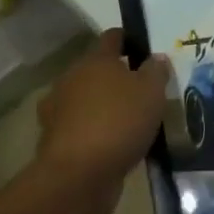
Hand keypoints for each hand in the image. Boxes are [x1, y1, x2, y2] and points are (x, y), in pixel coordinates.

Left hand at [36, 29, 172, 213]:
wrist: (78, 176)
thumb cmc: (118, 122)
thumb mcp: (151, 92)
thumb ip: (156, 71)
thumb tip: (156, 58)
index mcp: (94, 60)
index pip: (112, 37)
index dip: (129, 40)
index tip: (146, 49)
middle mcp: (72, 80)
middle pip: (98, 70)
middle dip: (119, 77)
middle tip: (145, 90)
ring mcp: (60, 111)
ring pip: (89, 100)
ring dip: (107, 106)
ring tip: (133, 120)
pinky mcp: (57, 141)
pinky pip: (84, 128)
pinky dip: (98, 131)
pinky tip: (118, 144)